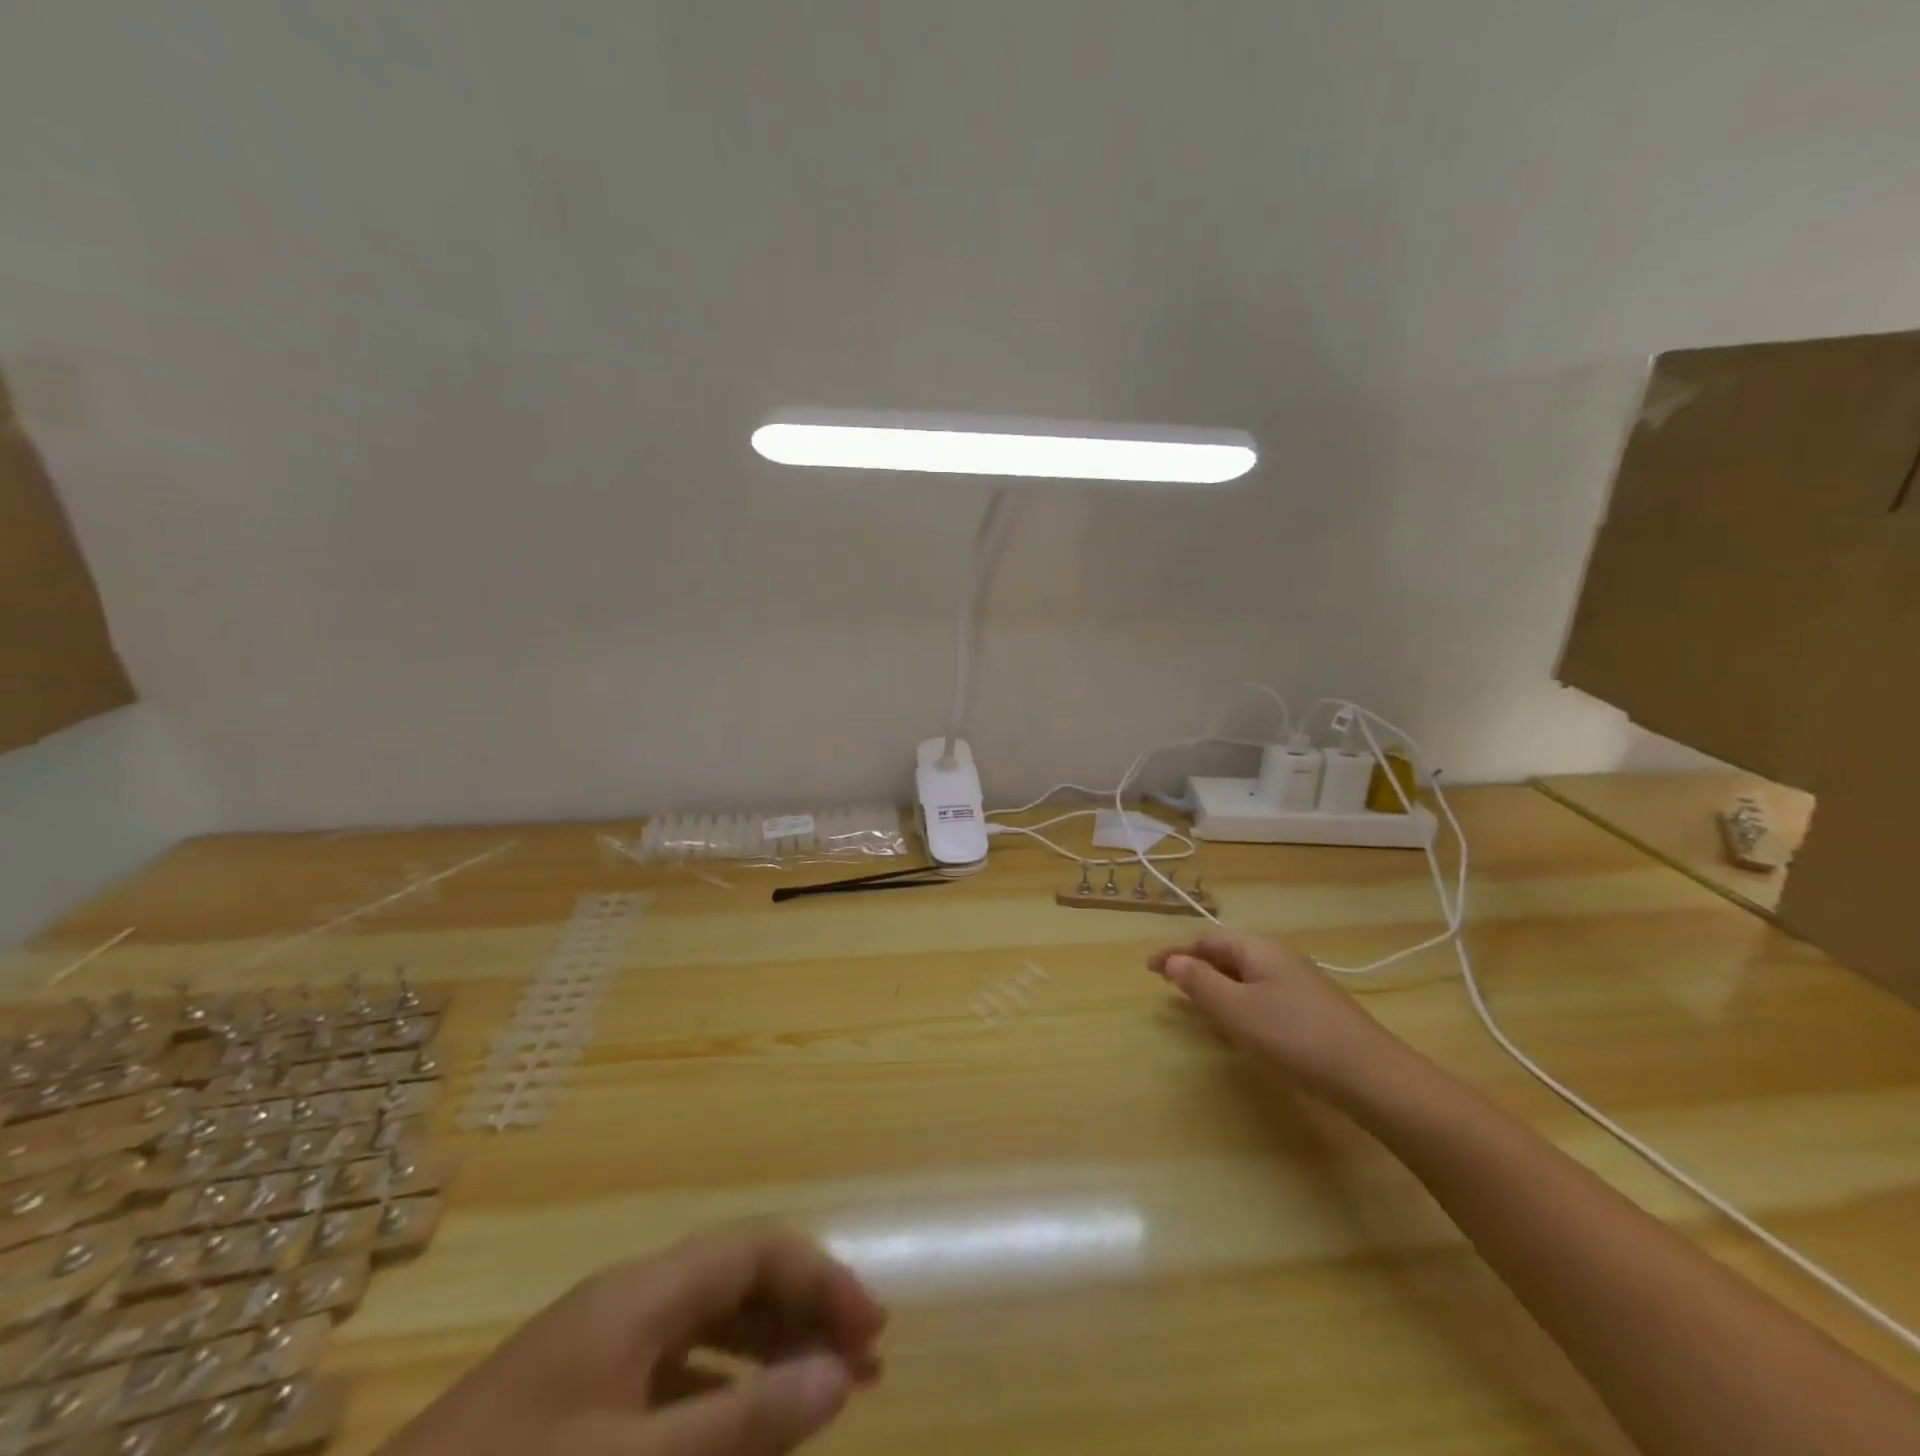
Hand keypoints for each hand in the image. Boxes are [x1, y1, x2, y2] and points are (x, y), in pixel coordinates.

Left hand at [379, 1224, 886, 1455]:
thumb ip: (743, 1420)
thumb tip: (838, 1372)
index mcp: (642, 1292)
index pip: (757, 1248)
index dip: (822, 1277)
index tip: (871, 1334)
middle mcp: (627, 1301)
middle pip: (738, 1277)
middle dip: (805, 1311)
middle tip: (864, 1366)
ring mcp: (596, 1350)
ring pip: (709, 1325)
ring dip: (770, 1349)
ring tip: (824, 1393)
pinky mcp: (574, 1400)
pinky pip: (673, 1374)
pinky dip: (722, 1392)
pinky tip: (741, 1435)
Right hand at [1148, 929, 1407, 1100]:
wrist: (1370, 1075)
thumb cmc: (1293, 1036)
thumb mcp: (1235, 1010)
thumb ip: (1200, 983)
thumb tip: (1173, 961)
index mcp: (1257, 949)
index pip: (1206, 940)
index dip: (1175, 952)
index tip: (1148, 968)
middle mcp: (1278, 957)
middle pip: (1227, 954)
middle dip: (1196, 967)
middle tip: (1170, 986)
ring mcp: (1299, 983)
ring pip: (1245, 976)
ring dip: (1217, 987)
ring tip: (1197, 1007)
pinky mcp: (1312, 1009)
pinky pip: (1262, 995)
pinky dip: (1239, 1004)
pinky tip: (1240, 1029)